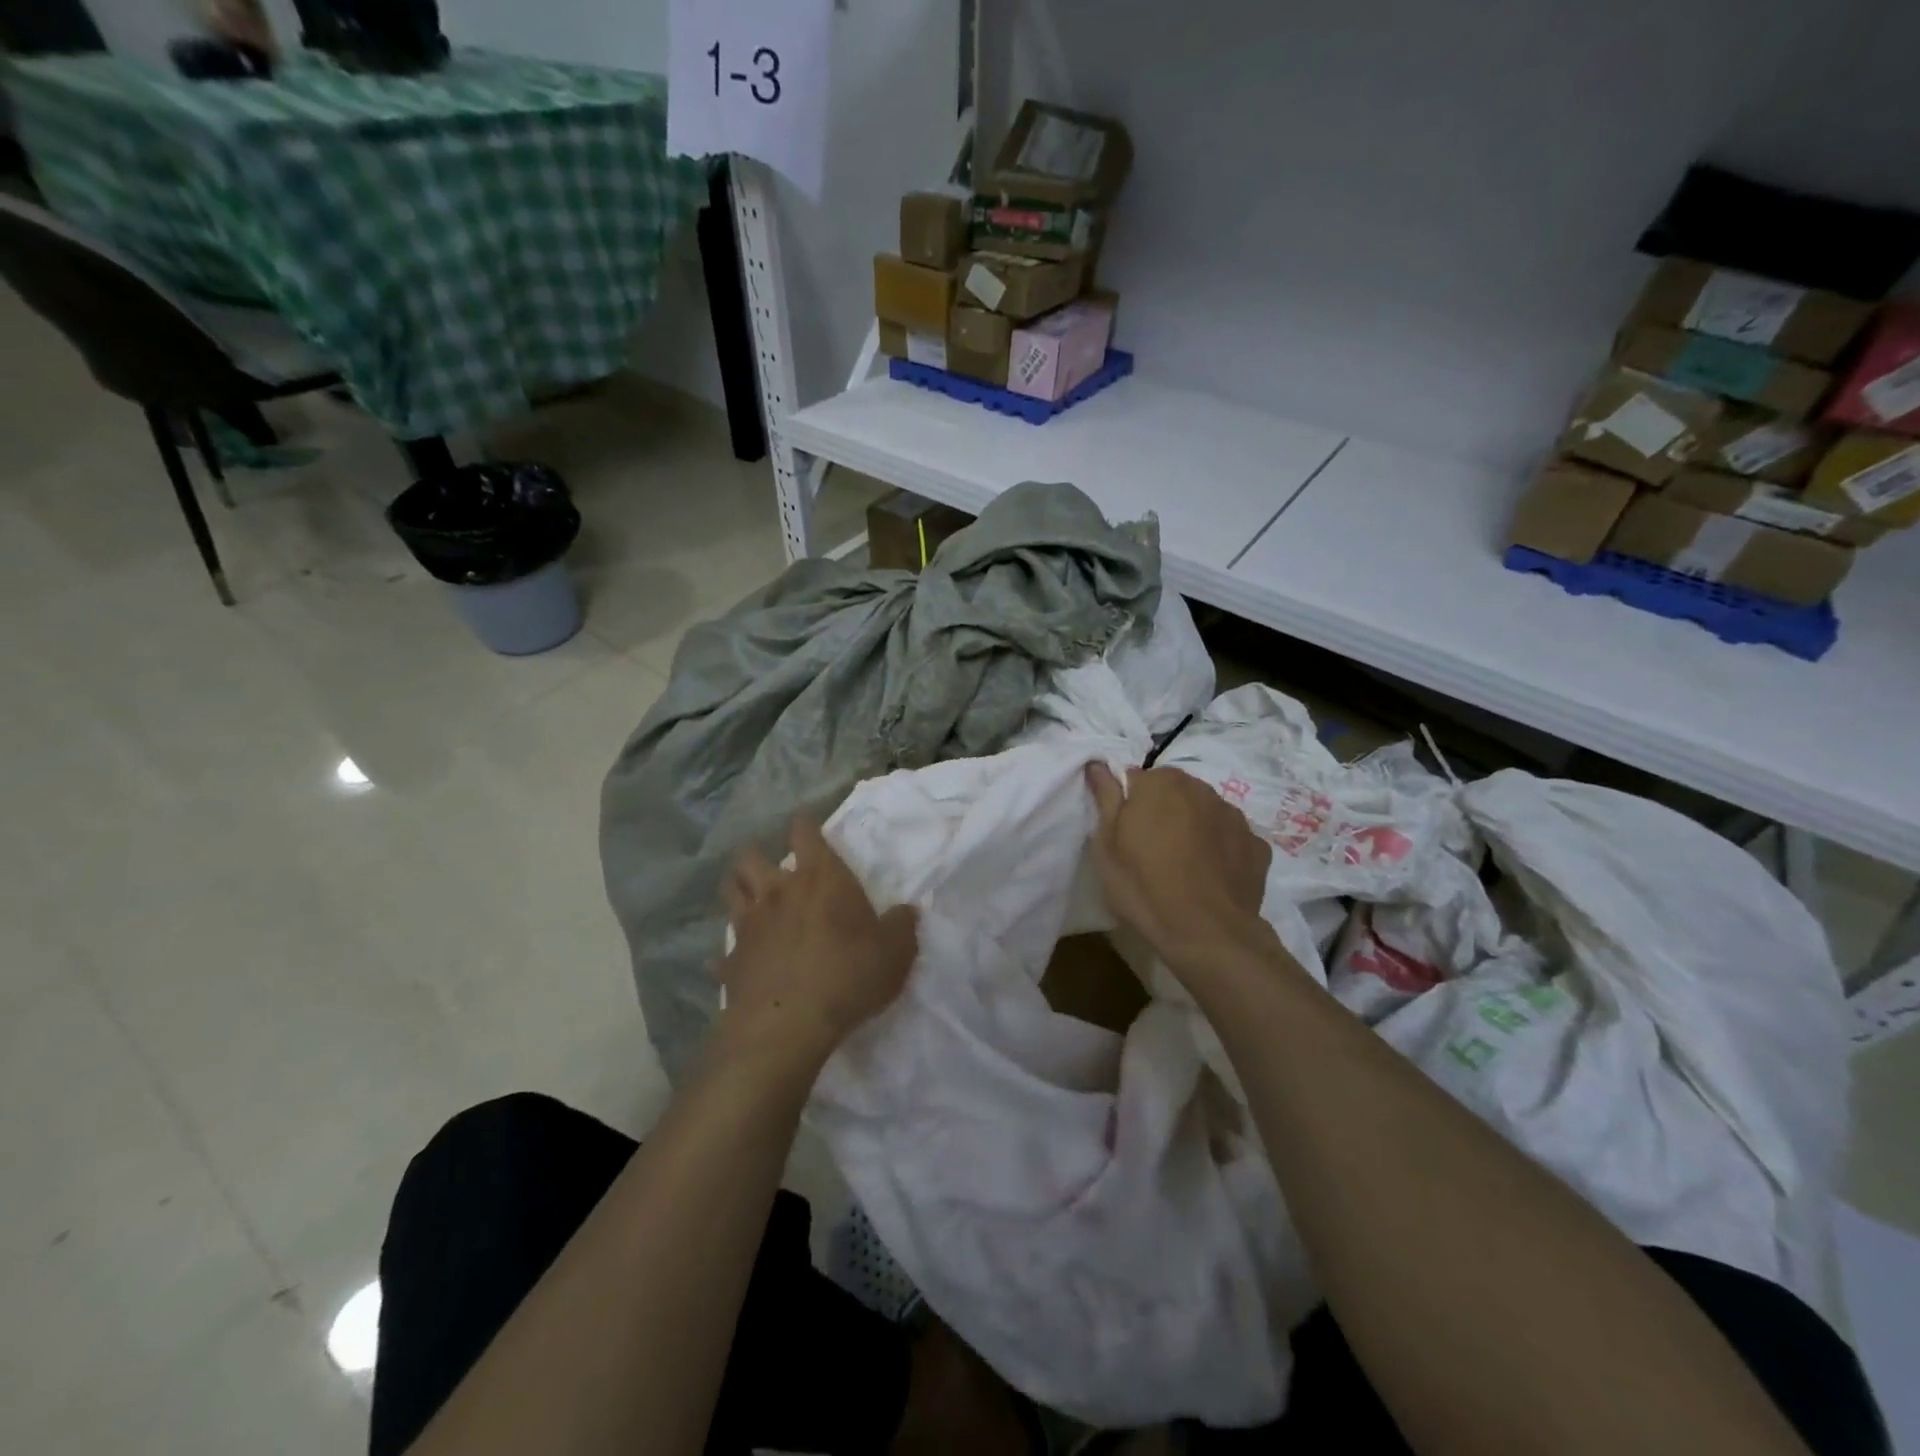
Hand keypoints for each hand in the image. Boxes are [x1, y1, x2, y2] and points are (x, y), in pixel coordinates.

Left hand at [718, 820, 919, 1072]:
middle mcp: (778, 891)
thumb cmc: (849, 974)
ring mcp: (748, 925)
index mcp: (820, 878)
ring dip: (737, 889)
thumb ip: (902, 926)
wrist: (789, 1024)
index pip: (806, 833)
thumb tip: (907, 912)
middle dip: (757, 854)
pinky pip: (723, 953)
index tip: (805, 823)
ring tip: (748, 897)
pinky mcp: (731, 961)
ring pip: (730, 891)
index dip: (805, 825)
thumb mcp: (896, 951)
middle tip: (769, 865)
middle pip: (752, 856)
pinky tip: (733, 964)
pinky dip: (729, 955)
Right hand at [1086, 763, 1274, 975]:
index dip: (1127, 806)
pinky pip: (1230, 837)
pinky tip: (1211, 877)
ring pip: (1204, 812)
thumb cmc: (1144, 887)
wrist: (1207, 934)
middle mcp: (1200, 789)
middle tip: (1150, 852)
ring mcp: (1234, 816)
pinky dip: (1221, 849)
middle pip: (1173, 792)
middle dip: (1162, 812)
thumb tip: (1098, 764)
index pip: (1135, 780)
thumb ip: (1105, 799)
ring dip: (1193, 827)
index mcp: (1160, 783)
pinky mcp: (1257, 844)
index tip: (1125, 834)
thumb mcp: (1107, 846)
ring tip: (1183, 867)